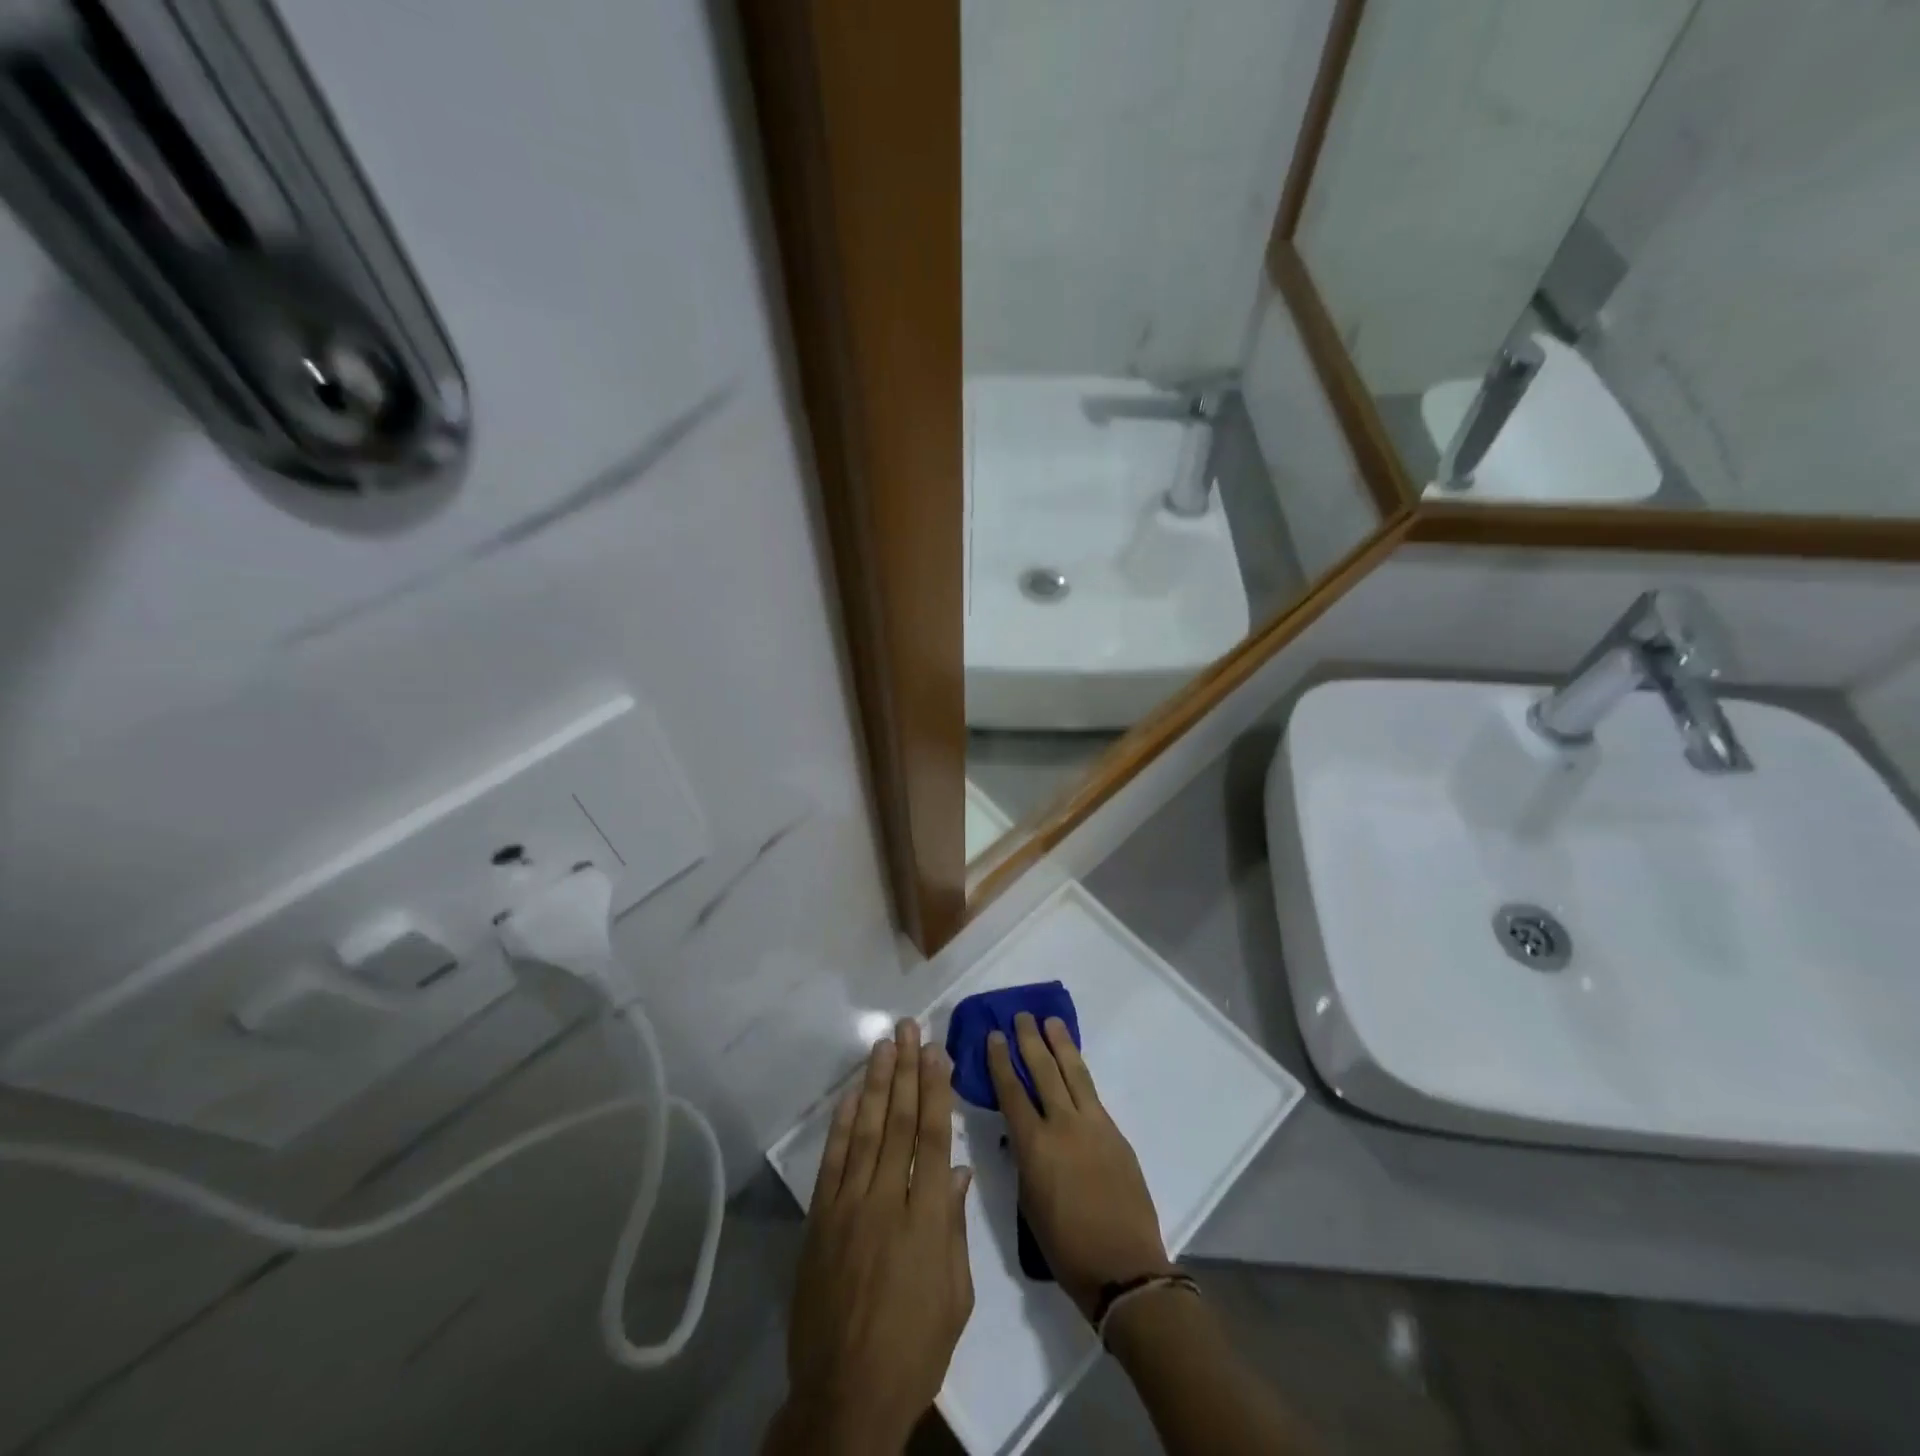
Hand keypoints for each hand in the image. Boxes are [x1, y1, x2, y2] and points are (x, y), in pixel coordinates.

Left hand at [770, 1019, 973, 1455]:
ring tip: (884, 1045)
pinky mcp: (820, 1220)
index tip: (937, 1052)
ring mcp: (849, 1207)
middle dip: (906, 1070)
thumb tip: (958, 1170)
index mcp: (927, 1218)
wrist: (845, 1395)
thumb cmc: (914, 1349)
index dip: (936, 1089)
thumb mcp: (955, 1295)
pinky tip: (852, 1096)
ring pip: (866, 1131)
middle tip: (909, 1029)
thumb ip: (954, 1226)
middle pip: (899, 1122)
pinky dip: (843, 1124)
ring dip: (876, 1084)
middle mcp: (887, 1200)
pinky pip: (833, 1161)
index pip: (933, 1137)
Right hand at [988, 1012, 1172, 1319]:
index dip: (1000, 1062)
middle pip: (1043, 1071)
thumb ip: (1025, 1162)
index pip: (1012, 1092)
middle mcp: (1063, 1126)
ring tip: (1050, 1021)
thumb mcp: (1029, 1205)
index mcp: (1035, 1147)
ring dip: (1060, 1044)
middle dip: (1029, 1041)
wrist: (1125, 1268)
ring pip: (1073, 1073)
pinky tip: (1075, 1063)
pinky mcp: (1115, 1133)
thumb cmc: (1067, 1248)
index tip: (993, 1036)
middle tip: (1021, 1016)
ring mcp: (1093, 1125)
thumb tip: (1023, 1137)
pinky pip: (1092, 1093)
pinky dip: (1079, 1072)